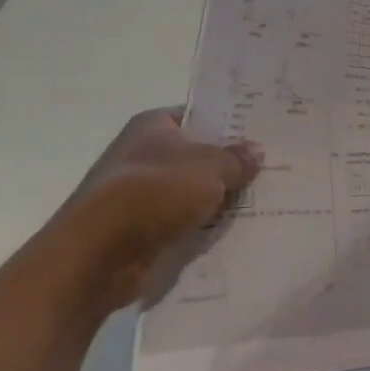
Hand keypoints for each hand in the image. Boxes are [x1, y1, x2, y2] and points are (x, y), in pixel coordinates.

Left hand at [47, 108, 262, 308]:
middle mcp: (142, 154)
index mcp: (152, 126)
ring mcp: (139, 194)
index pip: (197, 115)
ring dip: (218, 199)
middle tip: (271, 168)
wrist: (98, 255)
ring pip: (192, 191)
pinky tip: (236, 230)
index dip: (228, 123)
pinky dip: (203, 227)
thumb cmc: (155, 192)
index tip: (261, 133)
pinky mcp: (139, 229)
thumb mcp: (210, 168)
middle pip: (197, 155)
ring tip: (263, 200)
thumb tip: (256, 150)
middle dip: (229, 165)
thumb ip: (237, 158)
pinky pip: (182, 222)